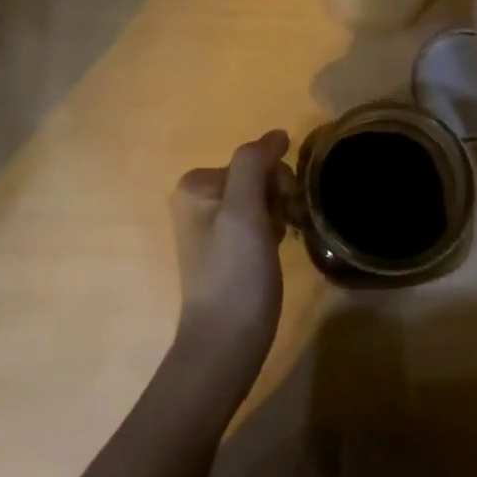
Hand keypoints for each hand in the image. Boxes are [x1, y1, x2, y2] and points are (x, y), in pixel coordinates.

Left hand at [169, 131, 290, 373]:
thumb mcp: (244, 211)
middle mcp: (196, 198)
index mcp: (196, 183)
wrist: (226, 342)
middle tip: (279, 230)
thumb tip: (277, 134)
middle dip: (277, 198)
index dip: (277, 181)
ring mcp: (208, 225)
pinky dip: (271, 231)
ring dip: (277, 215)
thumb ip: (254, 163)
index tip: (280, 211)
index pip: (255, 159)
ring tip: (275, 246)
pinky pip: (257, 221)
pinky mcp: (223, 249)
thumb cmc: (235, 273)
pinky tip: (271, 254)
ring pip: (261, 199)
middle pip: (257, 177)